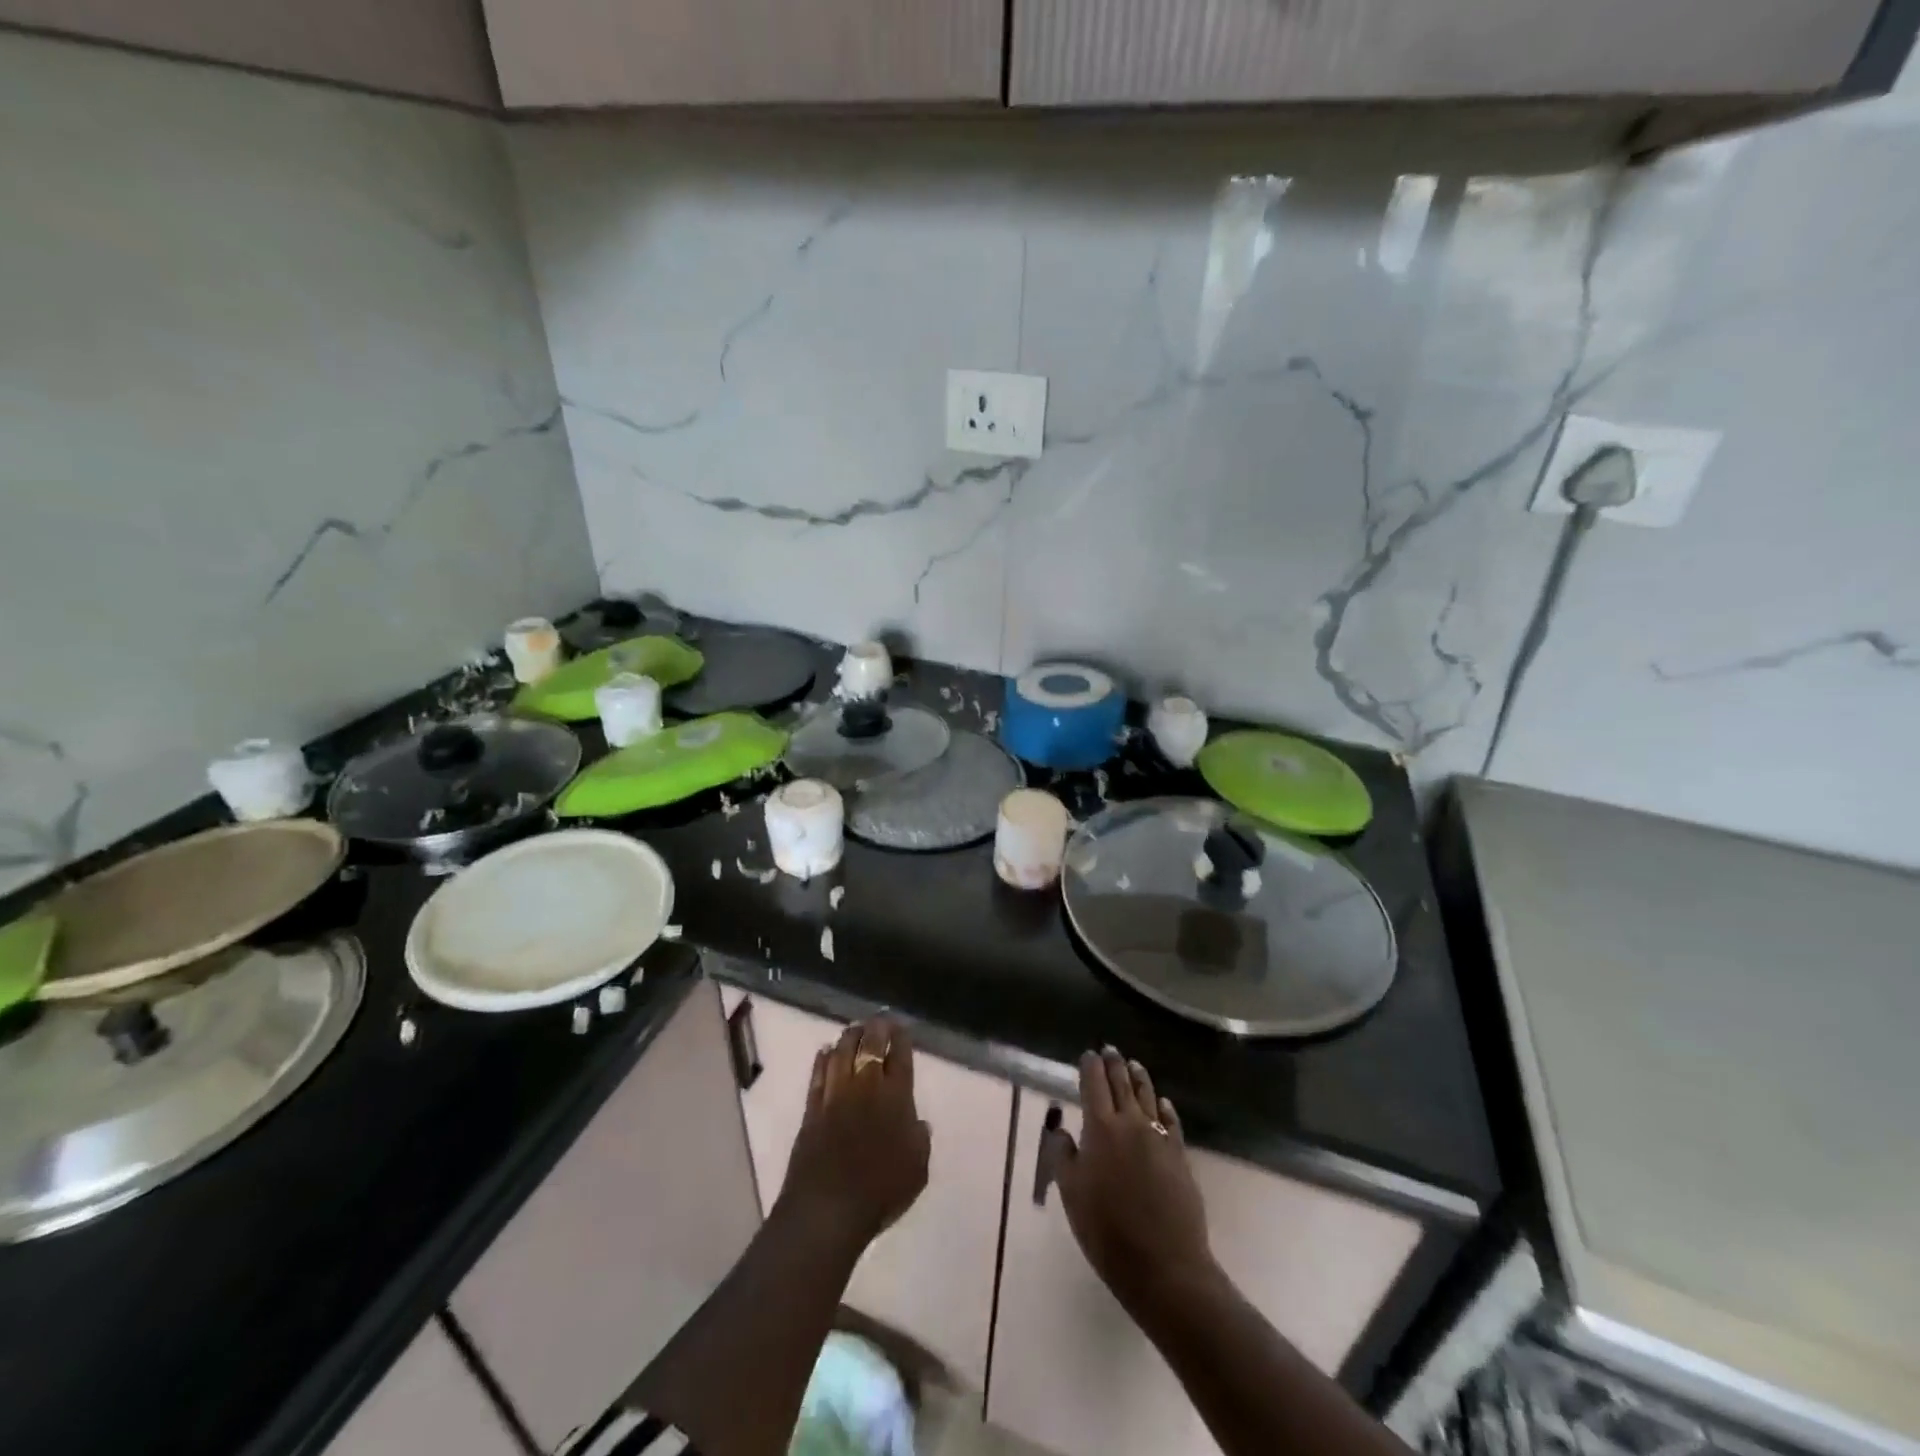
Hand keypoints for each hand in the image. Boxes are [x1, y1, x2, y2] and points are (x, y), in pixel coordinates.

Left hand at [777, 1016, 930, 1249]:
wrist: (829, 1208)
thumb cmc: (881, 1191)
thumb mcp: (917, 1170)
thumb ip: (920, 1140)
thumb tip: (918, 1122)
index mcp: (896, 1097)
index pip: (900, 1056)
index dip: (900, 1038)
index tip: (900, 1028)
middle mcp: (866, 1087)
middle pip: (870, 1046)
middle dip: (876, 1028)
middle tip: (879, 1020)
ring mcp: (836, 1094)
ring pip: (842, 1052)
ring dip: (849, 1036)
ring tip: (854, 1029)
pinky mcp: (812, 1108)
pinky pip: (818, 1074)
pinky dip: (822, 1059)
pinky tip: (825, 1051)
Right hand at [1052, 1047, 1214, 1313]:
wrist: (1164, 1266)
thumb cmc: (1107, 1231)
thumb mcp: (1071, 1194)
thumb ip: (1063, 1155)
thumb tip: (1061, 1128)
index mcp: (1100, 1127)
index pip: (1094, 1083)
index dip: (1090, 1066)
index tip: (1088, 1054)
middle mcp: (1131, 1122)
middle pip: (1122, 1082)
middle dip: (1114, 1064)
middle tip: (1110, 1050)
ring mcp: (1159, 1137)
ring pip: (1148, 1096)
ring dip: (1139, 1077)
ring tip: (1134, 1065)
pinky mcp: (1179, 1155)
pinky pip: (1171, 1121)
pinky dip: (1164, 1107)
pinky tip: (1163, 1103)